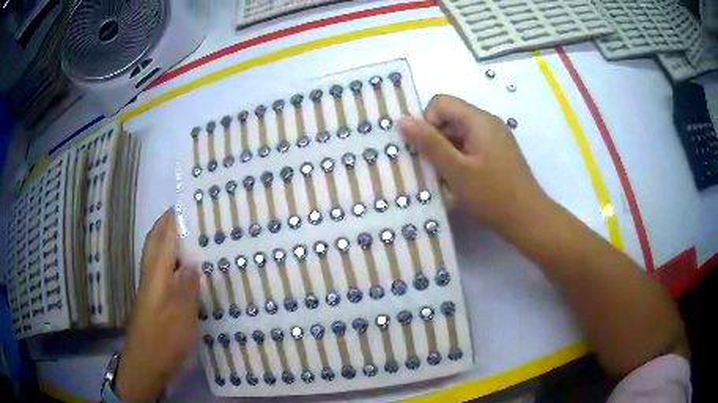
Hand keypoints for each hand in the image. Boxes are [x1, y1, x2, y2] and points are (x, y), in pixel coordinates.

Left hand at [115, 210, 199, 401]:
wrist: (147, 364)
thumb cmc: (164, 339)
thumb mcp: (180, 313)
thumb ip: (186, 284)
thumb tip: (194, 260)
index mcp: (156, 273)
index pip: (164, 236)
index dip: (174, 218)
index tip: (191, 202)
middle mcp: (151, 275)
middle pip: (156, 240)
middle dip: (169, 223)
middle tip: (192, 216)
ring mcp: (151, 288)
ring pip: (159, 255)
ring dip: (170, 240)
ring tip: (193, 237)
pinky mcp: (155, 300)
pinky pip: (164, 271)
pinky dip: (173, 261)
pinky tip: (188, 270)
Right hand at [398, 94, 545, 233]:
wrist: (528, 219)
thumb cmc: (492, 195)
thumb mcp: (456, 170)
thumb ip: (429, 143)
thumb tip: (401, 120)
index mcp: (478, 120)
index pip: (440, 103)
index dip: (427, 123)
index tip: (427, 151)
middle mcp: (487, 123)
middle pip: (450, 118)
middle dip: (435, 141)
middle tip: (433, 170)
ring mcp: (495, 138)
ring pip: (459, 135)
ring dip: (446, 154)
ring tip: (446, 181)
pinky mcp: (498, 154)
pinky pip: (471, 148)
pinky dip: (460, 161)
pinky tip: (461, 183)